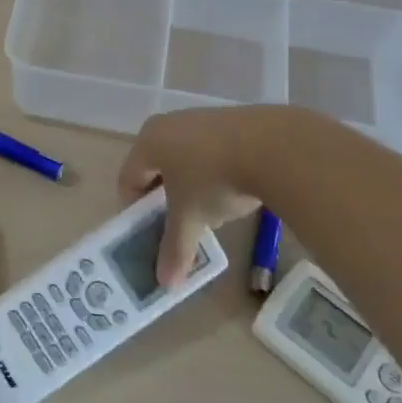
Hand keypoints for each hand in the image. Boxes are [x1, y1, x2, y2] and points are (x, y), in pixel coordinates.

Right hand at [118, 106, 282, 285]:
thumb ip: (175, 249)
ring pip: (184, 158)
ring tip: (209, 210)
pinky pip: (210, 149)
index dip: (135, 211)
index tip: (150, 234)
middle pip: (155, 167)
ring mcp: (200, 117)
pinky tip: (233, 188)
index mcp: (148, 142)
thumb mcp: (192, 219)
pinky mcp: (229, 119)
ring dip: (190, 185)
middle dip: (164, 199)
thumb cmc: (214, 180)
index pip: (128, 180)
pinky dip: (213, 170)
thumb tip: (166, 284)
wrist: (273, 146)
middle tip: (178, 224)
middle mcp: (168, 123)